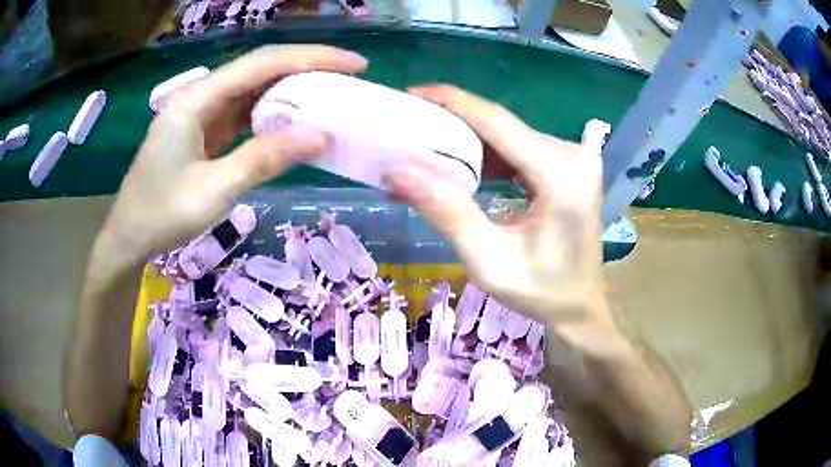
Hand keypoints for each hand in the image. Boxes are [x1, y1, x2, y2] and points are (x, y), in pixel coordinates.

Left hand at [100, 45, 367, 265]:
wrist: (128, 237)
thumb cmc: (161, 216)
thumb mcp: (214, 191)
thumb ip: (264, 159)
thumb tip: (320, 136)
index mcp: (196, 100)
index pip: (262, 64)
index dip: (311, 58)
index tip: (354, 64)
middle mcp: (200, 96)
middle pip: (259, 69)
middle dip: (306, 67)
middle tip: (349, 77)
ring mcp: (201, 112)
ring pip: (253, 89)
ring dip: (290, 89)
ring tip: (329, 95)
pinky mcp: (203, 129)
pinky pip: (243, 112)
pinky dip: (271, 113)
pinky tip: (293, 119)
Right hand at [383, 85, 611, 345]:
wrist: (580, 304)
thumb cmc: (541, 292)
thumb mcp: (489, 261)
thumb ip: (447, 213)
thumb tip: (397, 170)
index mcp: (561, 177)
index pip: (498, 122)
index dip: (452, 102)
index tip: (412, 95)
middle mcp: (572, 156)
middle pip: (501, 126)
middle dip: (452, 125)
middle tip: (408, 132)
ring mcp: (573, 158)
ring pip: (507, 136)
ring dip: (466, 142)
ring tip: (425, 153)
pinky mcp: (566, 165)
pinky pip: (518, 149)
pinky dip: (486, 156)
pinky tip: (460, 169)